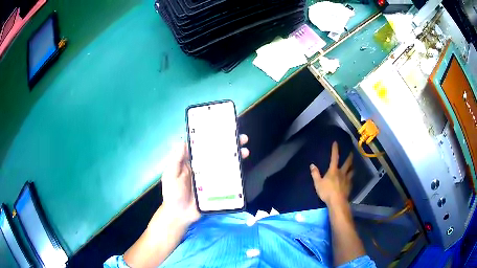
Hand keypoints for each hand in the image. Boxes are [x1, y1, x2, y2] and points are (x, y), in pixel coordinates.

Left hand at [160, 135, 249, 224]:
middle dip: (229, 146)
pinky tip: (242, 169)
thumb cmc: (173, 193)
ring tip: (245, 151)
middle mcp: (203, 168)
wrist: (179, 215)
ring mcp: (211, 179)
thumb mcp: (171, 175)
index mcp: (191, 162)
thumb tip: (183, 140)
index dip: (213, 138)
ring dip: (235, 158)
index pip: (203, 147)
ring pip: (224, 165)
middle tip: (241, 139)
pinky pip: (227, 180)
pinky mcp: (217, 189)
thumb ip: (176, 159)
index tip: (223, 130)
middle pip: (217, 154)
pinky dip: (235, 174)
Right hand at [309, 141, 352, 205]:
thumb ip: (315, 174)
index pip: (334, 157)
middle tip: (351, 153)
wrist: (337, 201)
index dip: (335, 150)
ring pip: (351, 171)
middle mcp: (342, 172)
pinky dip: (351, 178)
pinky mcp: (349, 186)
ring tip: (352, 166)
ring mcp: (347, 179)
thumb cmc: (326, 192)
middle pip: (347, 163)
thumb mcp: (318, 183)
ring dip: (352, 167)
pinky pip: (351, 180)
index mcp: (333, 170)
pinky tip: (350, 180)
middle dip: (349, 157)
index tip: (336, 143)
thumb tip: (312, 165)